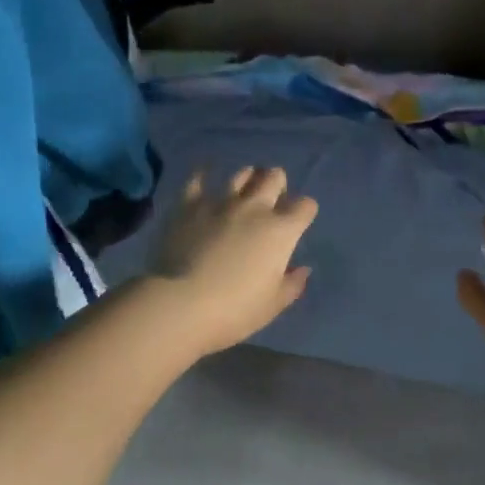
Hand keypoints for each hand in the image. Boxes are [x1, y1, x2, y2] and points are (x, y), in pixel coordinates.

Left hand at [144, 167, 317, 356]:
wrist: (180, 304)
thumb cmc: (234, 310)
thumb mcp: (272, 305)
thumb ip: (292, 284)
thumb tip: (302, 270)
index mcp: (280, 231)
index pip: (305, 206)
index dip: (304, 211)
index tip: (298, 222)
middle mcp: (254, 208)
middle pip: (274, 177)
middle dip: (277, 184)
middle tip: (271, 199)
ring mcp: (220, 202)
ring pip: (242, 174)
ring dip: (247, 178)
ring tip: (244, 189)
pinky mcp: (189, 205)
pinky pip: (197, 179)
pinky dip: (203, 175)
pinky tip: (204, 175)